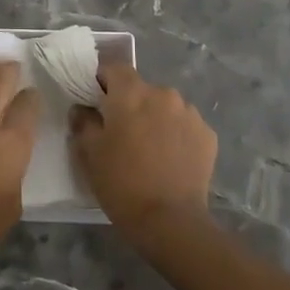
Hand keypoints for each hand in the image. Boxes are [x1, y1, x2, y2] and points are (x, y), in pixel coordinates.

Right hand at [72, 63, 216, 247]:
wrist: (170, 221)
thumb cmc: (122, 182)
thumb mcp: (90, 153)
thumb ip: (83, 122)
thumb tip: (82, 109)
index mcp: (131, 93)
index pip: (114, 68)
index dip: (103, 81)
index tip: (96, 102)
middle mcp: (163, 94)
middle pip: (141, 89)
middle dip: (131, 104)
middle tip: (122, 133)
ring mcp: (190, 113)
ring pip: (165, 106)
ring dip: (155, 118)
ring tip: (149, 149)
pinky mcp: (208, 134)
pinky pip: (185, 125)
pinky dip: (176, 135)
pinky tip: (170, 159)